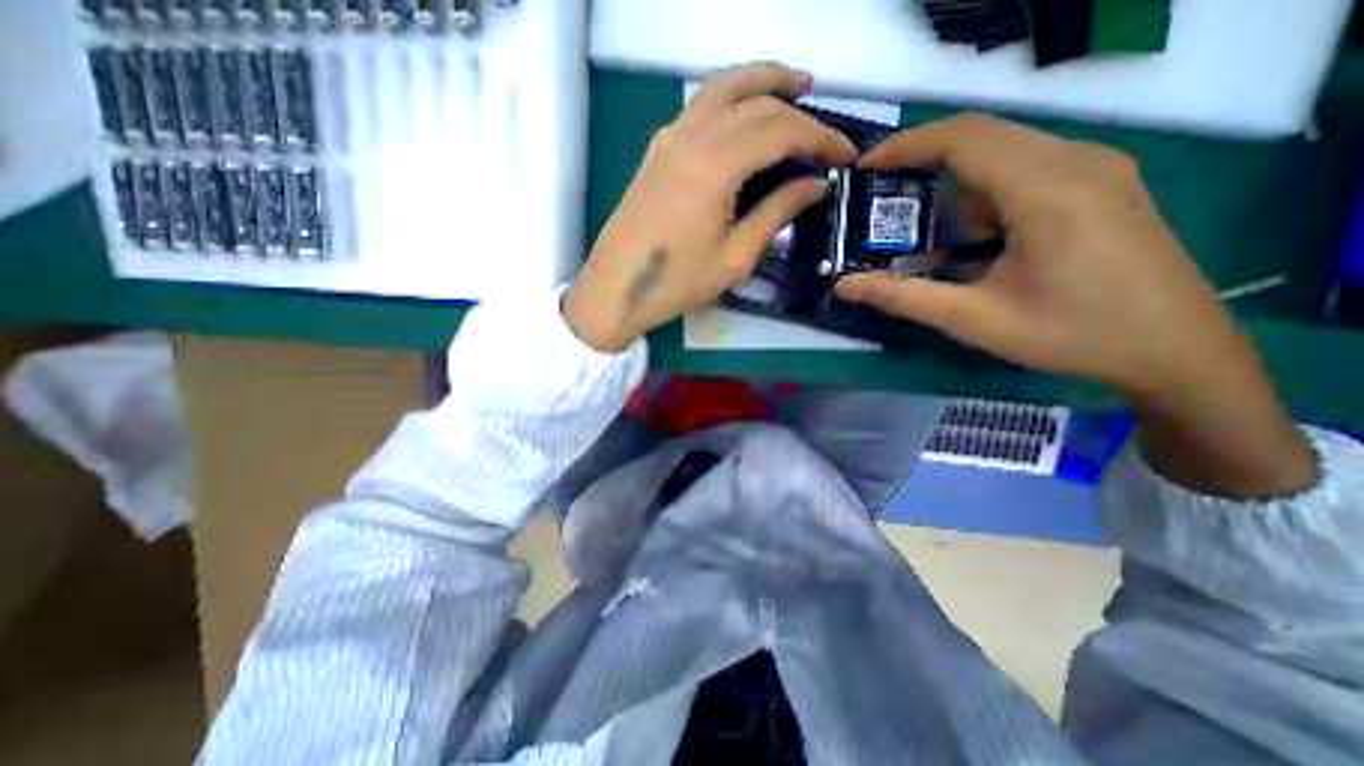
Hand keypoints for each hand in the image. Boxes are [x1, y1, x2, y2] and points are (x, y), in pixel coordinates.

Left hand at [563, 59, 850, 351]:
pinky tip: (748, 116)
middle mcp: (691, 137)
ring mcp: (669, 138)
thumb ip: (777, 213)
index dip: (820, 137)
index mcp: (714, 166)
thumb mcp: (735, 257)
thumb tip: (815, 184)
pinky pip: (702, 106)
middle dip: (798, 110)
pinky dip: (732, 98)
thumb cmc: (677, 282)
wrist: (617, 289)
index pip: (781, 130)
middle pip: (755, 101)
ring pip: (724, 88)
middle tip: (825, 132)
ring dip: (763, 82)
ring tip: (796, 90)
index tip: (846, 153)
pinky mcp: (658, 149)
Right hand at [832, 111, 1237, 399]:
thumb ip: (903, 298)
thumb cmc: (1071, 335)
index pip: (963, 139)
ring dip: (956, 187)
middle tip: (882, 196)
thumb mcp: (973, 320)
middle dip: (923, 163)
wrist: (1175, 350)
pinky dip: (986, 195)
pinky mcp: (1101, 182)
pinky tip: (979, 241)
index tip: (864, 166)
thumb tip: (844, 286)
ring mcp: (1096, 167)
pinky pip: (1027, 168)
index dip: (906, 146)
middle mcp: (1076, 161)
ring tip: (933, 238)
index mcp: (1046, 190)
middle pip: (981, 137)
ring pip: (1003, 153)